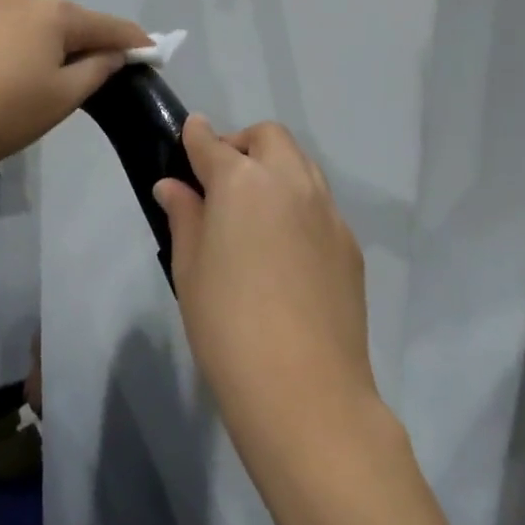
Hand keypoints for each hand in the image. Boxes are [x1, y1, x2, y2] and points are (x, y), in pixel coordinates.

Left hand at [0, 0, 148, 181]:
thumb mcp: (60, 99)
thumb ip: (97, 70)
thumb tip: (115, 52)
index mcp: (54, 13)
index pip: (109, 25)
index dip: (135, 42)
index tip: (154, 53)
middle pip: (70, 20)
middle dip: (89, 44)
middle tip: (98, 78)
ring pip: (35, 25)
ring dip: (51, 47)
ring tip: (47, 81)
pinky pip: (6, 31)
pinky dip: (20, 48)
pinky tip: (8, 75)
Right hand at [154, 116, 378, 463]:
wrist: (304, 389)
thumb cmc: (227, 325)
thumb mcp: (189, 268)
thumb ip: (184, 217)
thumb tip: (174, 187)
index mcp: (242, 182)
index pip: (212, 143)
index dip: (196, 136)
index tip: (188, 136)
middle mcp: (290, 182)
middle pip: (269, 138)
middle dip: (242, 144)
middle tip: (221, 180)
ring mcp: (327, 211)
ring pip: (302, 165)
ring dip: (275, 169)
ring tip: (254, 210)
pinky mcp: (349, 244)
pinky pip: (320, 204)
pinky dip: (298, 205)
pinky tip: (284, 248)